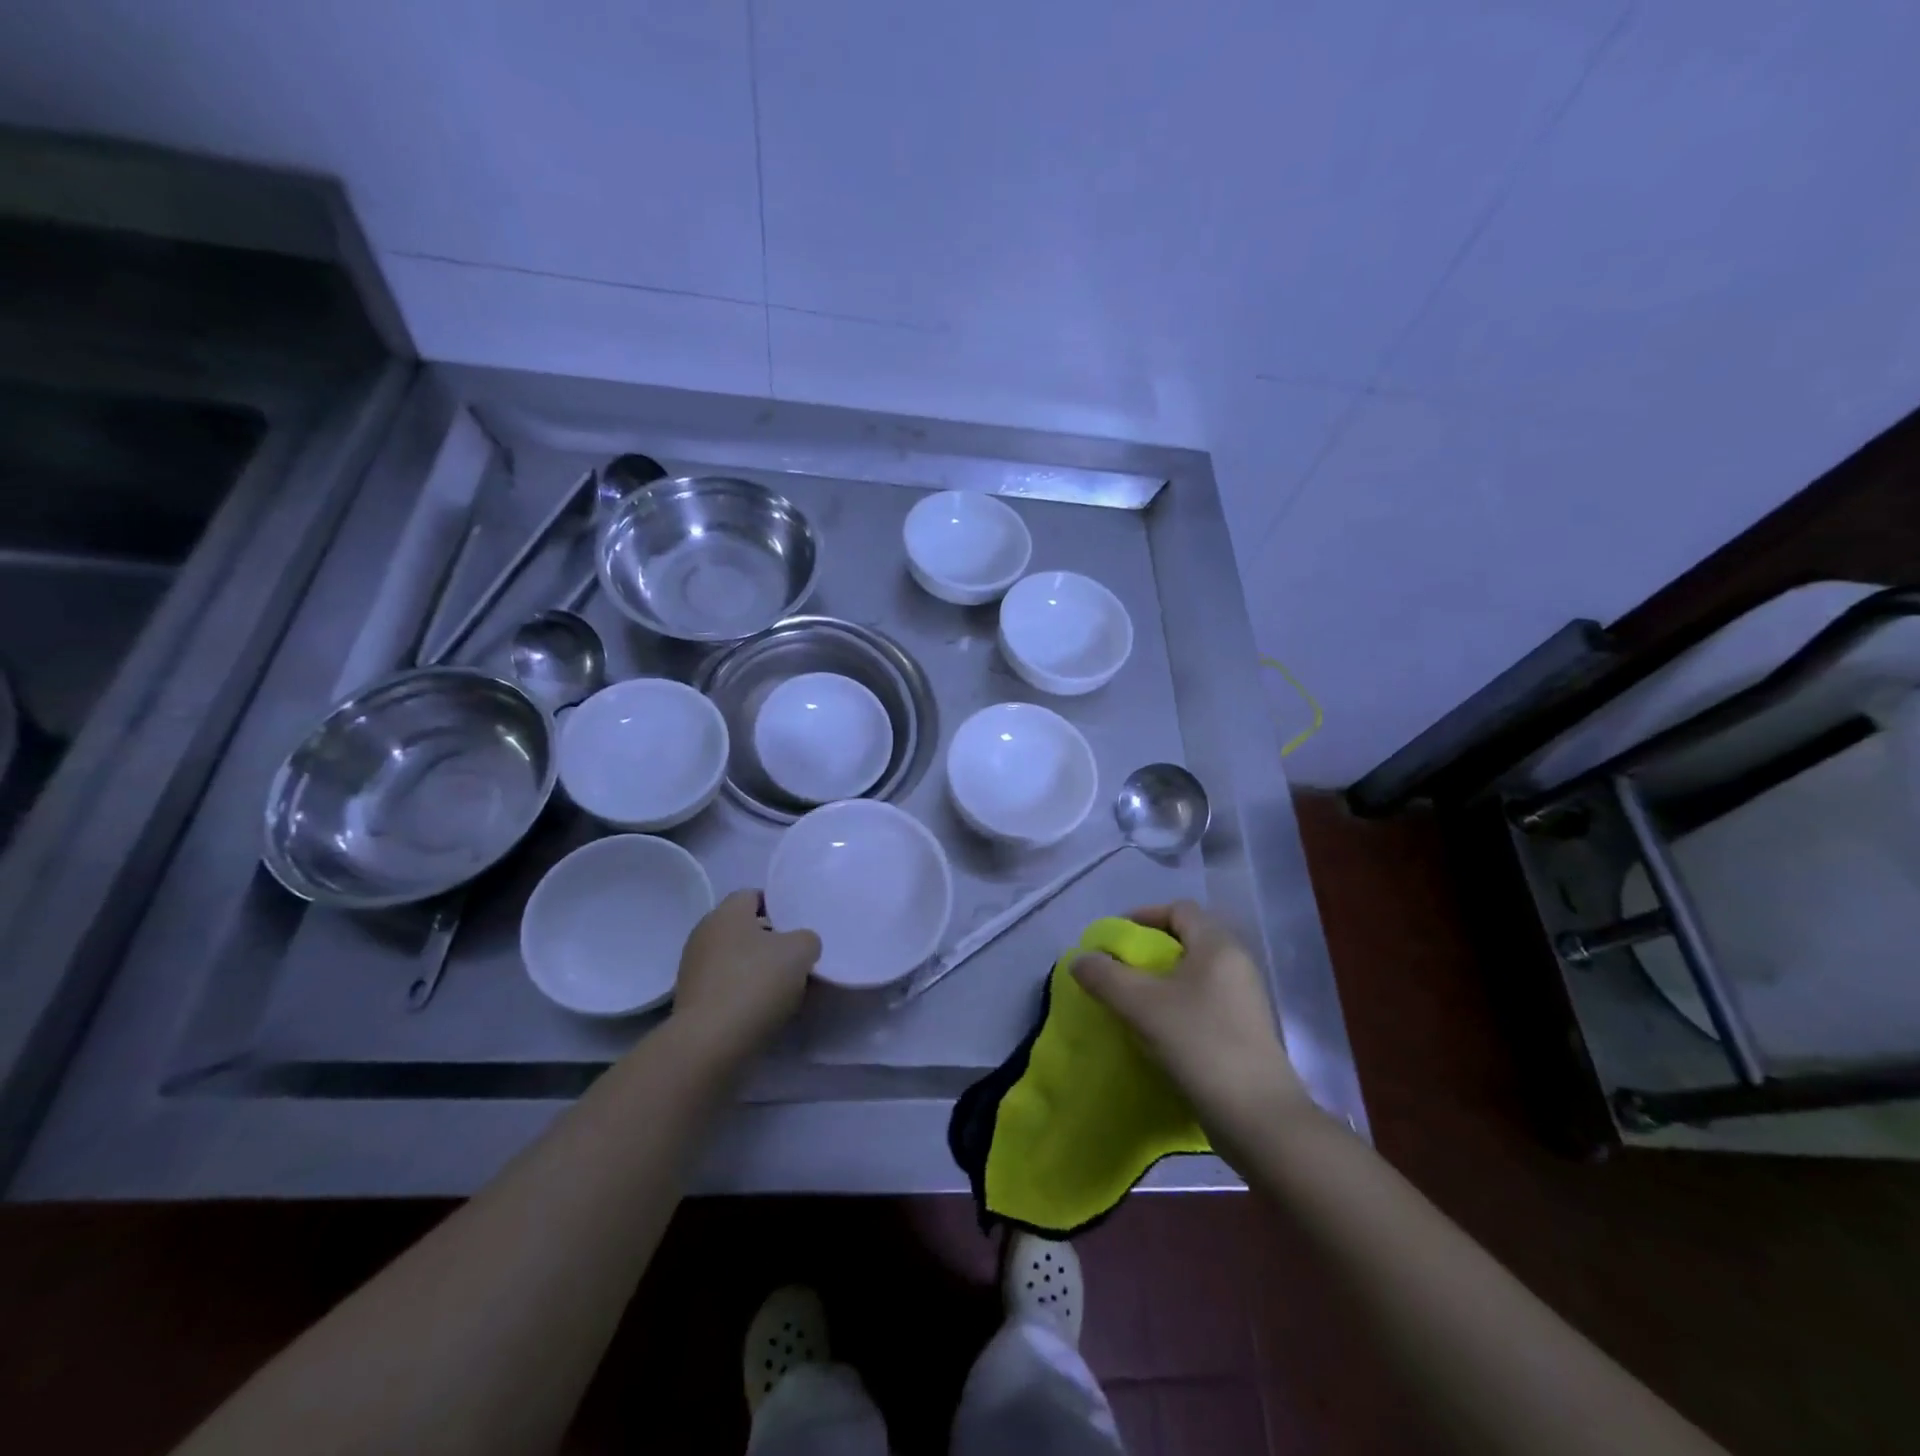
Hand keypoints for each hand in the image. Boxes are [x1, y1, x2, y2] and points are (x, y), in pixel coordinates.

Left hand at [670, 890, 820, 1059]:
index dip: (777, 906)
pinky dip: (742, 992)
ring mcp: (693, 968)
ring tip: (782, 987)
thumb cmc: (756, 983)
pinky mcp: (690, 1000)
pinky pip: (724, 985)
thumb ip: (807, 939)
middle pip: (742, 928)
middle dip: (768, 940)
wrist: (711, 1042)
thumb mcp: (800, 952)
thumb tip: (800, 945)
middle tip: (795, 956)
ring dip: (755, 968)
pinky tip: (762, 1009)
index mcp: (727, 912)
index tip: (797, 925)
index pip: (753, 895)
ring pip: (733, 958)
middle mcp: (704, 933)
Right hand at [1072, 900, 1311, 1141]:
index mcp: (1218, 946)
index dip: (1144, 915)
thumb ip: (1106, 977)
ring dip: (1161, 982)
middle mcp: (1236, 964)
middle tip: (1118, 971)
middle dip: (1149, 951)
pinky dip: (1177, 1006)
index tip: (1114, 938)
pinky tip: (1157, 1032)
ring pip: (1194, 975)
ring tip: (1131, 1003)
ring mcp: (1244, 1000)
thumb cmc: (1200, 1045)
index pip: (1179, 909)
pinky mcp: (1245, 1031)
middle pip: (1186, 940)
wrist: (1259, 1119)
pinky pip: (1203, 1002)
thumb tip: (1081, 960)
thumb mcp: (1142, 1006)